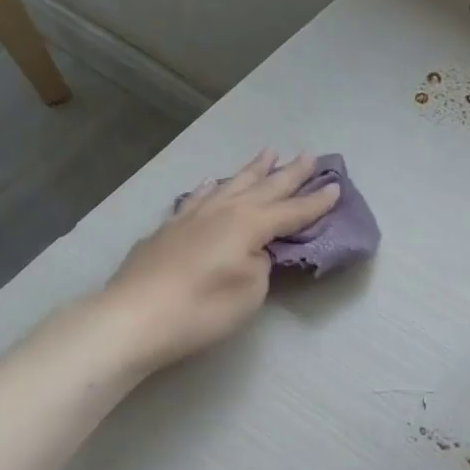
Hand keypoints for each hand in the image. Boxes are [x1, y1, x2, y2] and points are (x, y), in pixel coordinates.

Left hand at [103, 150, 339, 371]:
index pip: (291, 211)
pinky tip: (210, 183)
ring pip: (230, 185)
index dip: (315, 202)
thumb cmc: (201, 309)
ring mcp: (192, 216)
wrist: (134, 316)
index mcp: (249, 225)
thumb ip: (260, 265)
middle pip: (264, 187)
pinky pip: (197, 197)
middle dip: (289, 173)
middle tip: (309, 155)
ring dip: (252, 170)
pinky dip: (210, 188)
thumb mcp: (249, 291)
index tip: (336, 186)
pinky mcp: (168, 228)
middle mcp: (223, 211)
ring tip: (267, 153)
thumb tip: (255, 251)